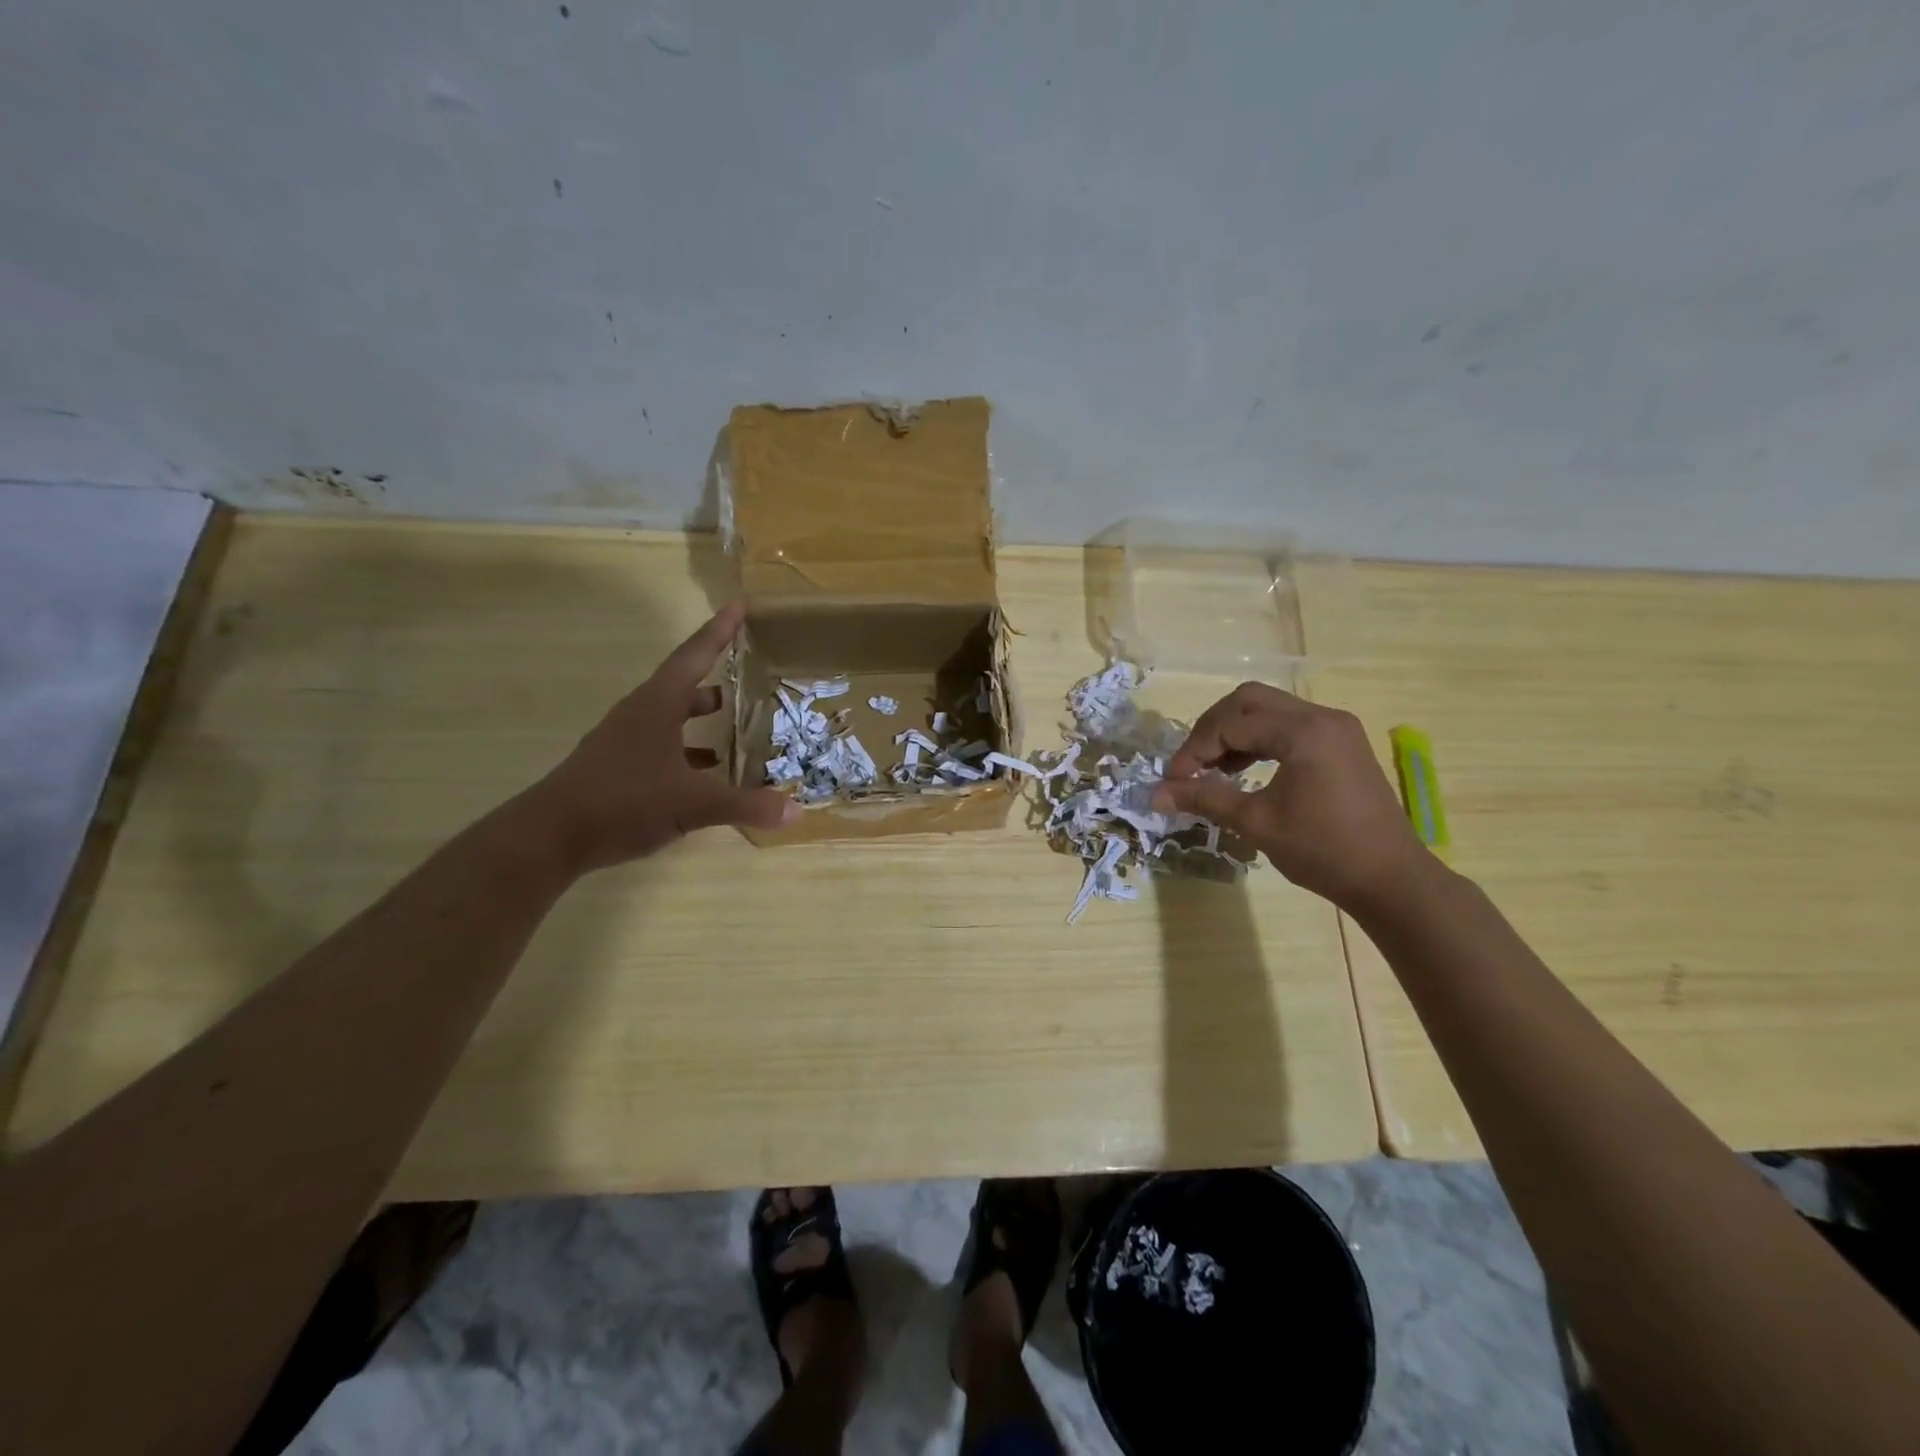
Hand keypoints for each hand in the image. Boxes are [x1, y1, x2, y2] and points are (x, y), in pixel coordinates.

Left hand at [531, 601, 796, 872]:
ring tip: (736, 720)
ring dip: (701, 715)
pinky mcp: (619, 767)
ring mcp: (626, 741)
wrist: (550, 837)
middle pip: (684, 683)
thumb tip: (796, 810)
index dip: (720, 630)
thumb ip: (745, 805)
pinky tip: (708, 769)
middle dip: (716, 673)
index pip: (694, 656)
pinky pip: (663, 745)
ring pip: (672, 716)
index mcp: (657, 705)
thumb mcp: (692, 805)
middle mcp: (640, 714)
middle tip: (750, 668)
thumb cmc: (623, 802)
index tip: (741, 604)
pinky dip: (689, 749)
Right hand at [1152, 682, 1430, 910]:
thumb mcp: (1256, 822)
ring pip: (1269, 710)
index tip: (1174, 781)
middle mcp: (1321, 717)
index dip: (1195, 749)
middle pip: (1248, 701)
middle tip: (1192, 765)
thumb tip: (1155, 795)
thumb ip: (1205, 798)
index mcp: (1303, 732)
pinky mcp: (1342, 743)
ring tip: (1213, 770)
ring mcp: (1336, 728)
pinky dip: (1260, 740)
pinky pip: (1289, 725)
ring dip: (1234, 732)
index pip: (1231, 724)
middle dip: (1212, 729)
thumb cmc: (1323, 851)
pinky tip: (1243, 768)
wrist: (1391, 880)